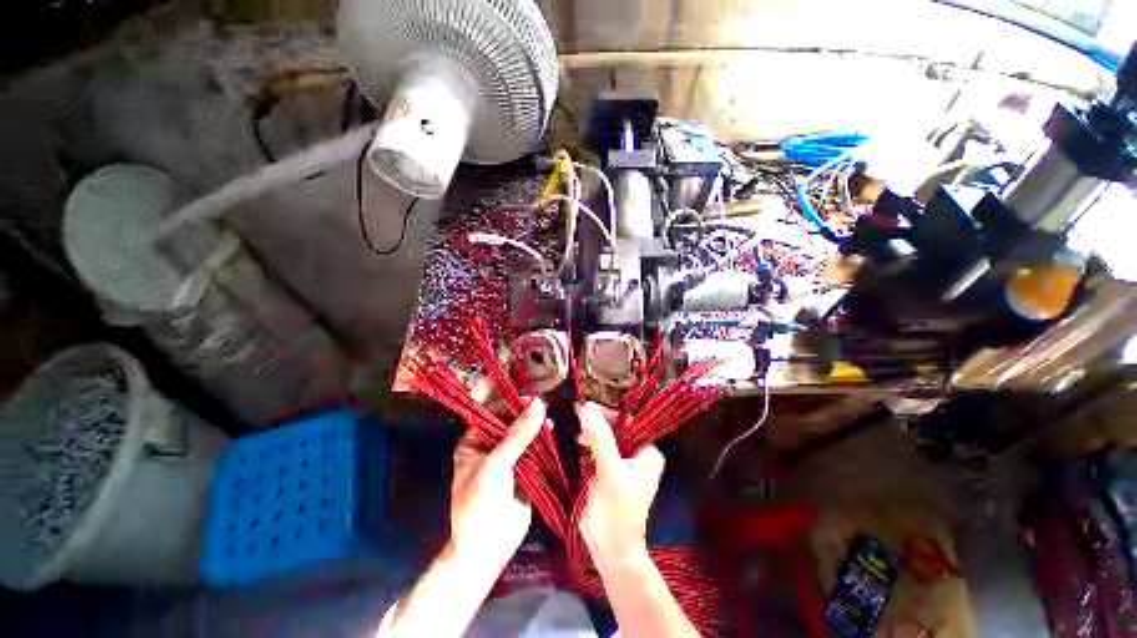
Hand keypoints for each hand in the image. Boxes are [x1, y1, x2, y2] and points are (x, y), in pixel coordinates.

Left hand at [449, 398, 546, 567]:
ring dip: (535, 423)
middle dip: (524, 410)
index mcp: (474, 440)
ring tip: (546, 417)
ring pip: (524, 431)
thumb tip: (539, 404)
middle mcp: (491, 443)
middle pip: (510, 419)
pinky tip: (550, 430)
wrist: (488, 548)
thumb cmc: (480, 503)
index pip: (489, 410)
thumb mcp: (496, 465)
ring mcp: (509, 455)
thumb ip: (519, 434)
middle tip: (540, 403)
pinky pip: (534, 446)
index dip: (505, 398)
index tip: (524, 390)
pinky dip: (542, 438)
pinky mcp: (525, 467)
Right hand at [576, 402, 664, 566]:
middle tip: (579, 417)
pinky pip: (596, 448)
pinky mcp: (605, 469)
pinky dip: (586, 443)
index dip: (608, 413)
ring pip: (604, 437)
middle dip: (597, 422)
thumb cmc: (618, 513)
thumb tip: (586, 408)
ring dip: (590, 431)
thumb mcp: (611, 472)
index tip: (587, 408)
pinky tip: (578, 442)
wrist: (609, 550)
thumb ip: (600, 439)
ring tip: (578, 432)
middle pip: (615, 427)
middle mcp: (636, 454)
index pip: (628, 422)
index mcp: (647, 453)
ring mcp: (620, 461)